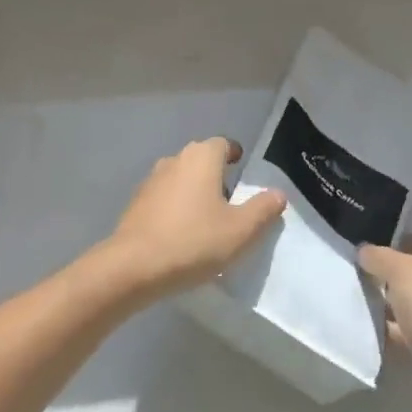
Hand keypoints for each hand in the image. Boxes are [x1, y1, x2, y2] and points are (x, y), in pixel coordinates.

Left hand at [102, 138, 285, 304]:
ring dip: (194, 192)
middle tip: (231, 202)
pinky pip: (164, 198)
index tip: (243, 170)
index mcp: (202, 158)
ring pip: (181, 178)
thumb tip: (278, 193)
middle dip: (216, 175)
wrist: (133, 267)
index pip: (223, 144)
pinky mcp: (136, 204)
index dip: (234, 155)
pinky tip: (182, 234)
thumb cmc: (193, 241)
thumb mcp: (240, 231)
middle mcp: (175, 160)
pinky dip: (176, 208)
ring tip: (207, 221)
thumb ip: (263, 209)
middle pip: (201, 160)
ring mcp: (151, 181)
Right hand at [359, 236, 411, 408]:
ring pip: (411, 305)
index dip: (397, 243)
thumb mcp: (402, 271)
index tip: (369, 252)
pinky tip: (368, 331)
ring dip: (388, 305)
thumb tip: (364, 251)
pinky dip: (391, 332)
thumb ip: (379, 256)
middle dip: (389, 276)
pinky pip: (409, 334)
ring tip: (357, 301)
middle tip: (358, 276)